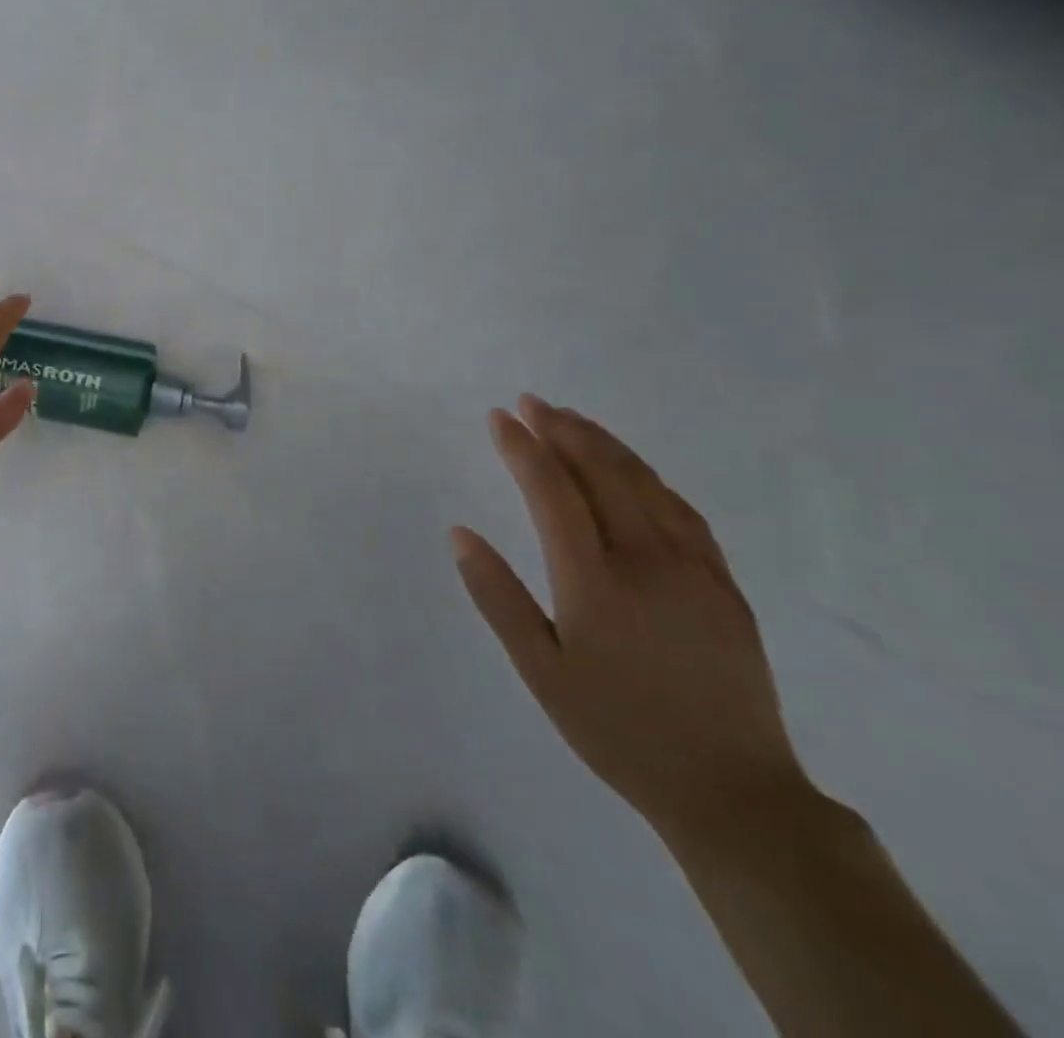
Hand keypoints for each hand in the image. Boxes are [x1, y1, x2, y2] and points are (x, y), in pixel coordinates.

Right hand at [452, 396, 814, 847]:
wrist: (732, 791)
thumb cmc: (616, 730)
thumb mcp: (540, 671)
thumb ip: (497, 596)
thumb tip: (460, 533)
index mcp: (595, 581)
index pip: (552, 492)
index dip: (523, 448)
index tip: (498, 417)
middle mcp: (647, 561)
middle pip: (602, 474)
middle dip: (562, 431)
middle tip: (530, 402)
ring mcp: (694, 569)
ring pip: (645, 484)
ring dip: (604, 444)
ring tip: (572, 419)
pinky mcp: (724, 585)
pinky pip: (682, 511)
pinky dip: (649, 477)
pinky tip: (632, 469)